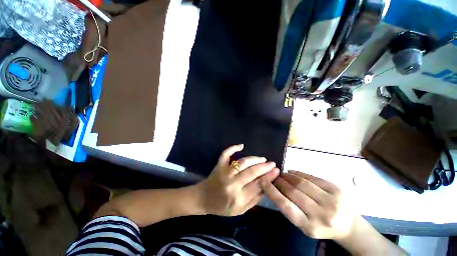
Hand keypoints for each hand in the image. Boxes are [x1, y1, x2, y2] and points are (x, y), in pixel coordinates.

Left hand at [198, 144, 279, 215]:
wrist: (204, 199)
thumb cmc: (222, 207)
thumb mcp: (240, 210)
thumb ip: (254, 199)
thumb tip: (266, 186)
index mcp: (238, 197)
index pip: (258, 184)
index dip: (268, 177)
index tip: (276, 171)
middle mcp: (232, 183)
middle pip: (252, 172)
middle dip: (264, 166)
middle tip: (272, 163)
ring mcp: (224, 172)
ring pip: (242, 162)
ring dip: (254, 159)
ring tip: (263, 159)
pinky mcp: (219, 165)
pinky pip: (226, 154)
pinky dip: (233, 148)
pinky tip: (241, 145)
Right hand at [261, 171, 355, 238]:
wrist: (348, 226)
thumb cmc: (321, 226)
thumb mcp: (303, 224)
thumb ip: (289, 208)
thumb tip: (274, 188)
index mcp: (310, 227)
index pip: (285, 205)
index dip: (272, 191)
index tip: (263, 181)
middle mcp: (321, 215)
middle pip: (293, 192)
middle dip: (280, 181)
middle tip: (274, 176)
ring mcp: (332, 201)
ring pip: (302, 182)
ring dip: (288, 176)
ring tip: (282, 174)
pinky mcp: (337, 189)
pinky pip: (312, 177)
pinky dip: (298, 173)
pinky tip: (292, 172)